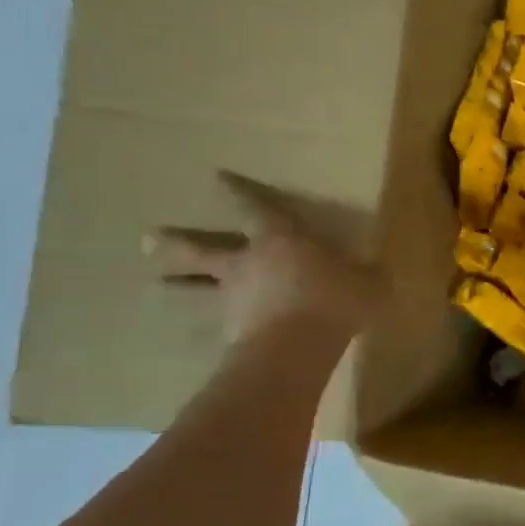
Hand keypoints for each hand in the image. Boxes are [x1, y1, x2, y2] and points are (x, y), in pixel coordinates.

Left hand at [144, 171, 384, 343]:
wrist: (296, 349)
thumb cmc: (334, 300)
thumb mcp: (368, 283)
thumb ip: (367, 275)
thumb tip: (377, 273)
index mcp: (279, 241)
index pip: (256, 207)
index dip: (238, 192)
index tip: (216, 176)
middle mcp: (246, 264)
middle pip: (201, 249)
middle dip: (176, 242)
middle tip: (146, 238)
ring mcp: (232, 300)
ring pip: (197, 288)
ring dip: (178, 284)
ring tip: (158, 284)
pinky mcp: (229, 334)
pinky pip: (217, 324)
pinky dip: (212, 325)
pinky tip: (209, 333)